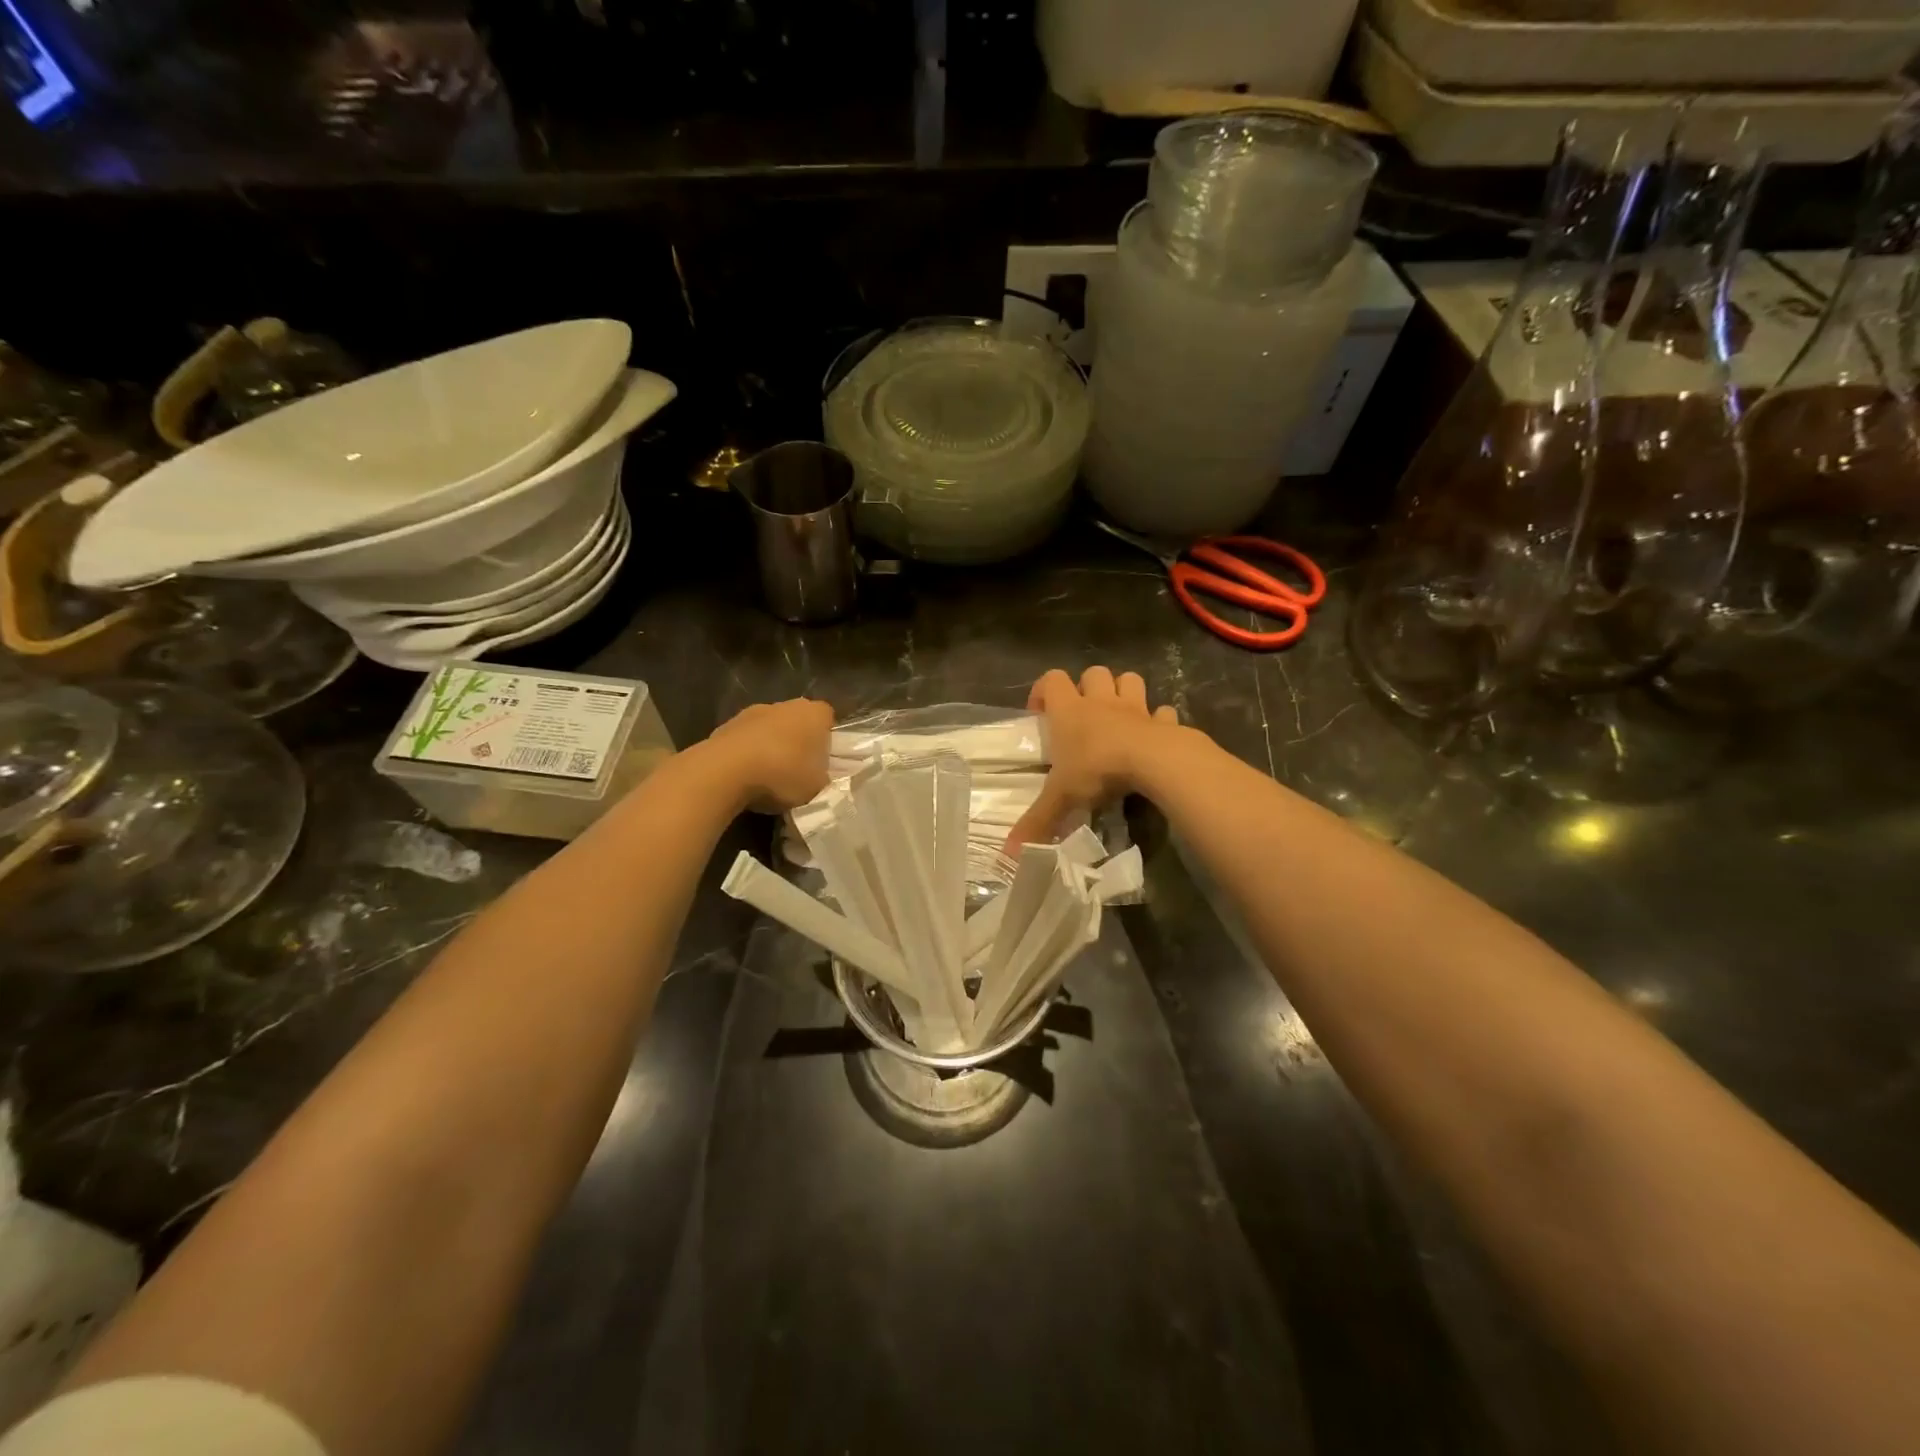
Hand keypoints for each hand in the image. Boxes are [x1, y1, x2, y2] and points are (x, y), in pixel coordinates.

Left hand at [703, 698, 833, 812]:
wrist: (725, 771)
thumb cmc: (783, 774)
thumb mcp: (817, 787)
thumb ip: (822, 778)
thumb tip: (817, 776)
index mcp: (815, 713)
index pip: (827, 719)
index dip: (826, 740)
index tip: (821, 761)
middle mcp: (785, 705)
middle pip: (796, 721)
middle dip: (797, 741)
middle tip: (797, 771)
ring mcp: (752, 712)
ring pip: (769, 729)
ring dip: (770, 747)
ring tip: (767, 778)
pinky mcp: (725, 725)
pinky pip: (745, 740)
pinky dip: (747, 754)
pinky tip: (745, 777)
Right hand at [1005, 667, 1180, 851]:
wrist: (1155, 762)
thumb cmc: (1098, 770)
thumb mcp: (1062, 798)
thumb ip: (1037, 822)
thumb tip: (1008, 854)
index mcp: (1070, 711)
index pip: (1052, 679)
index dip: (1043, 691)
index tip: (1040, 714)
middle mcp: (1101, 702)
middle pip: (1094, 673)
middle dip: (1088, 687)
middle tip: (1083, 716)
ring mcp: (1135, 708)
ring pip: (1129, 680)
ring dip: (1124, 693)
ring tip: (1118, 717)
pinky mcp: (1164, 722)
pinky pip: (1162, 712)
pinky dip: (1158, 720)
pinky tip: (1153, 736)